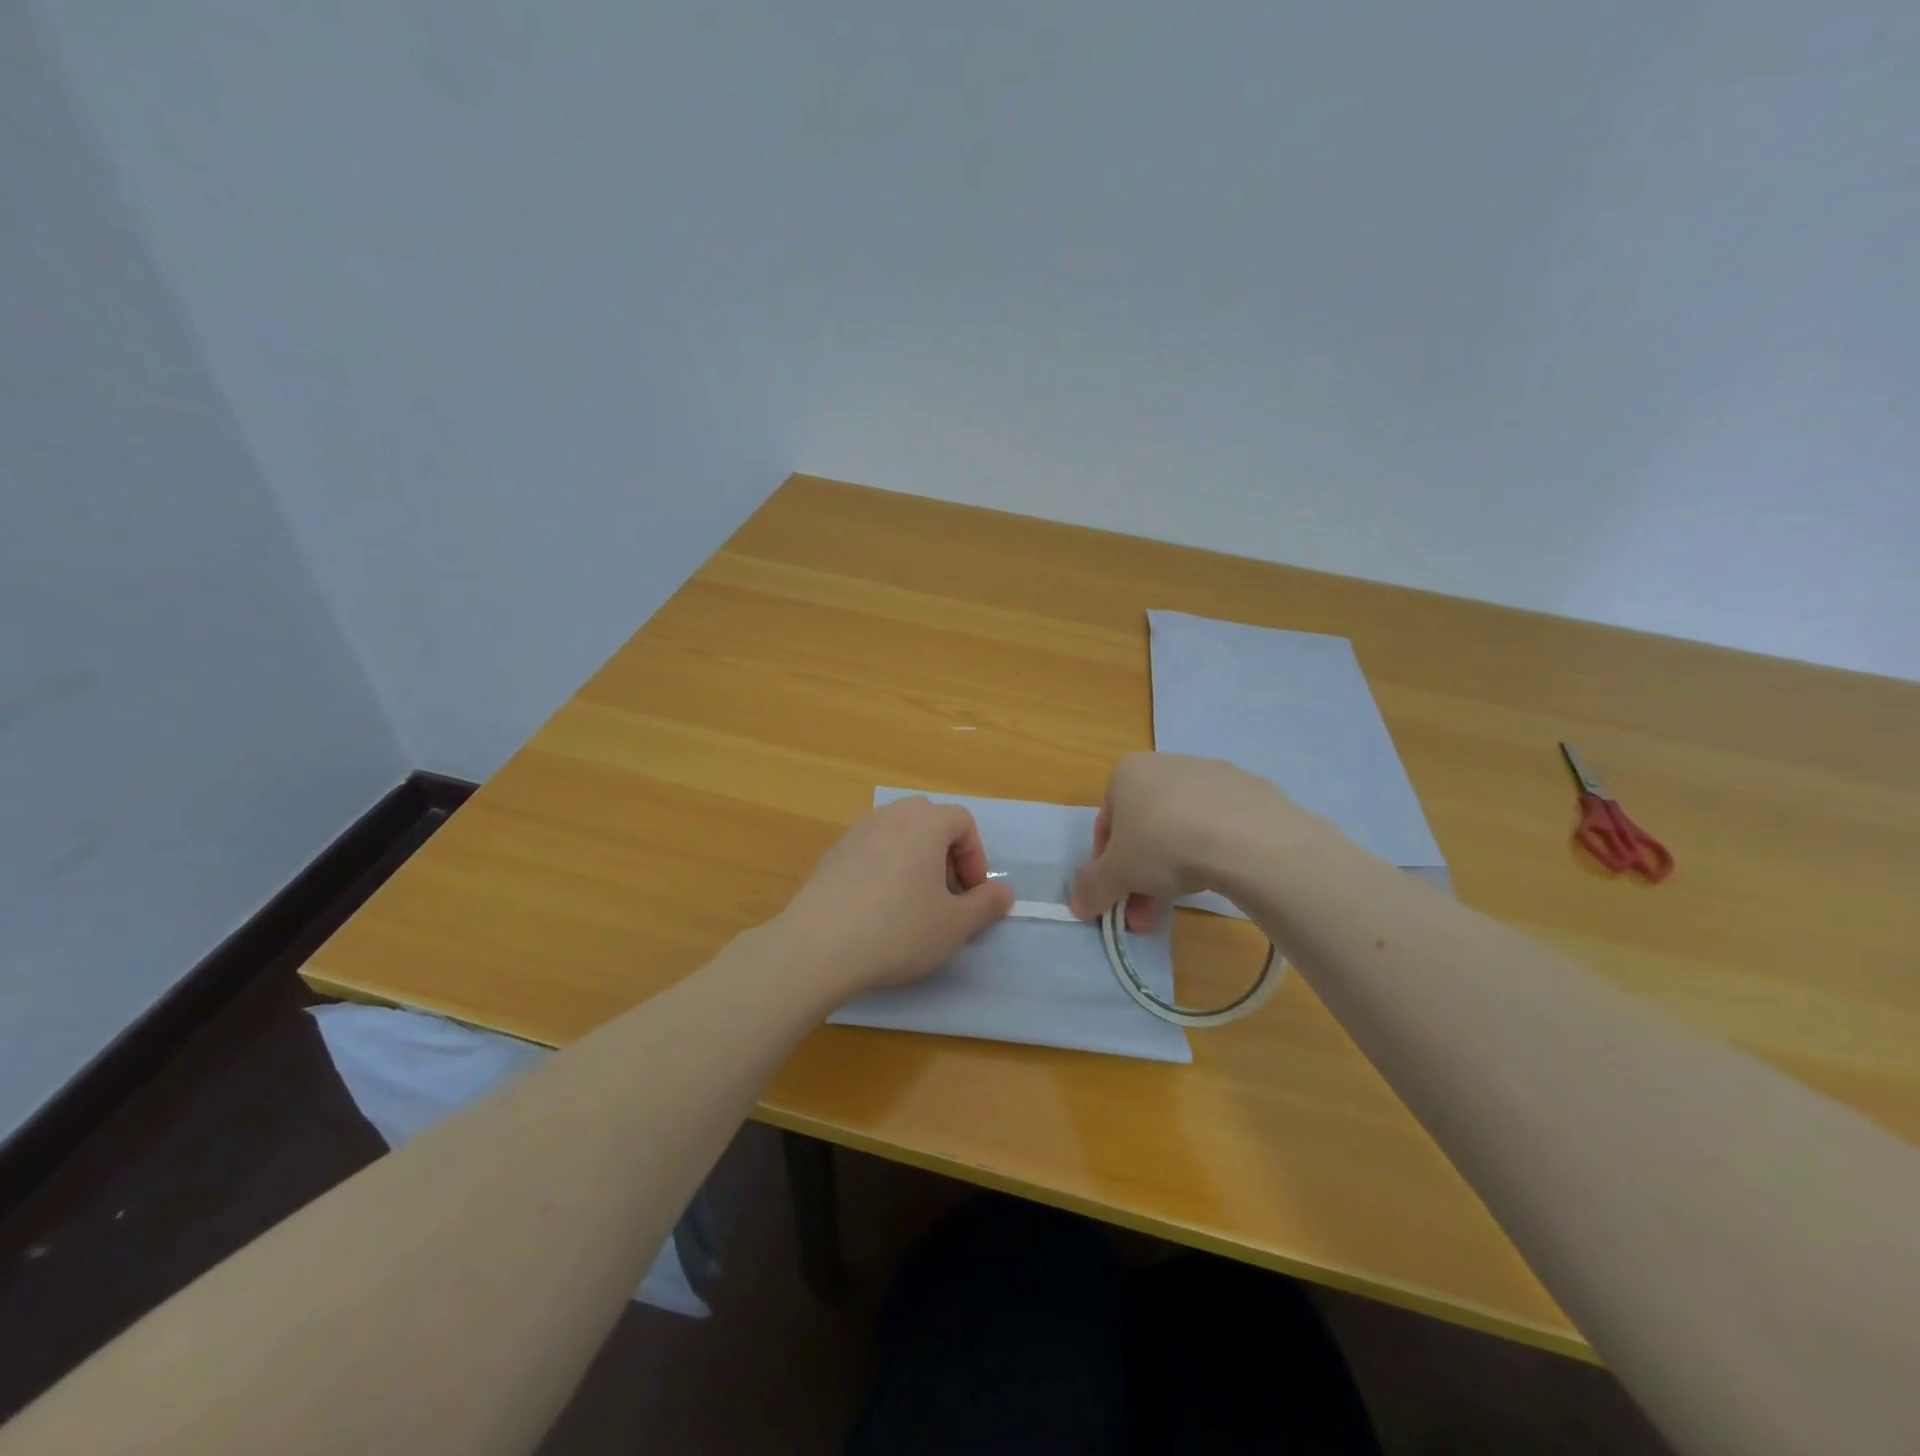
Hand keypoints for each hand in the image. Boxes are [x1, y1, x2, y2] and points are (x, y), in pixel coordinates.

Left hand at [777, 797, 1014, 997]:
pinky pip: (871, 849)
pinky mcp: (832, 853)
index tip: (970, 894)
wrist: (819, 946)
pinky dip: (885, 867)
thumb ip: (986, 904)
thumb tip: (1003, 892)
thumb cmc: (899, 930)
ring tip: (912, 901)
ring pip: (898, 833)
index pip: (962, 821)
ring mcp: (857, 831)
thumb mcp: (955, 925)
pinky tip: (877, 907)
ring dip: (915, 858)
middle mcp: (891, 816)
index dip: (975, 856)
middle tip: (945, 894)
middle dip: (945, 853)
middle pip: (929, 820)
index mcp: (925, 823)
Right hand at [1069, 752, 1302, 930]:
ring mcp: (1211, 774)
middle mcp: (1165, 764)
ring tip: (1181, 903)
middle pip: (1144, 828)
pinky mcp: (1249, 790)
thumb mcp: (1116, 874)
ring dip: (1173, 868)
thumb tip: (1077, 901)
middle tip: (1144, 914)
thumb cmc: (1164, 845)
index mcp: (1127, 772)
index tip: (1116, 897)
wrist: (1248, 837)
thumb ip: (1091, 887)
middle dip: (1140, 875)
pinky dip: (1211, 850)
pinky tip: (1220, 876)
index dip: (1106, 866)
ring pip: (1180, 828)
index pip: (1106, 825)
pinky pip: (1219, 825)